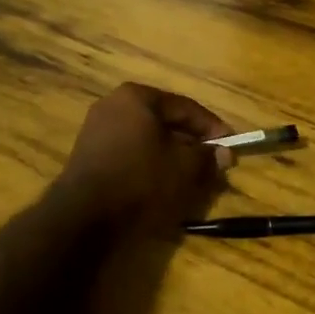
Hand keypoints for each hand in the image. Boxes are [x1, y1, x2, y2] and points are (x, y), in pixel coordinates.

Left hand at [55, 83, 232, 236]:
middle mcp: (113, 105)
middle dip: (191, 142)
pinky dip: (149, 164)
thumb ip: (208, 156)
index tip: (231, 145)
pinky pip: (129, 153)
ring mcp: (96, 129)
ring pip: (146, 139)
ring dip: (171, 155)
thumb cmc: (141, 180)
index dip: (213, 127)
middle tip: (212, 162)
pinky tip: (161, 185)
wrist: (83, 217)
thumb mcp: (185, 168)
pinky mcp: (88, 155)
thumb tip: (224, 154)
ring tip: (190, 177)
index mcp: (137, 97)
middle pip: (164, 121)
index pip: (186, 107)